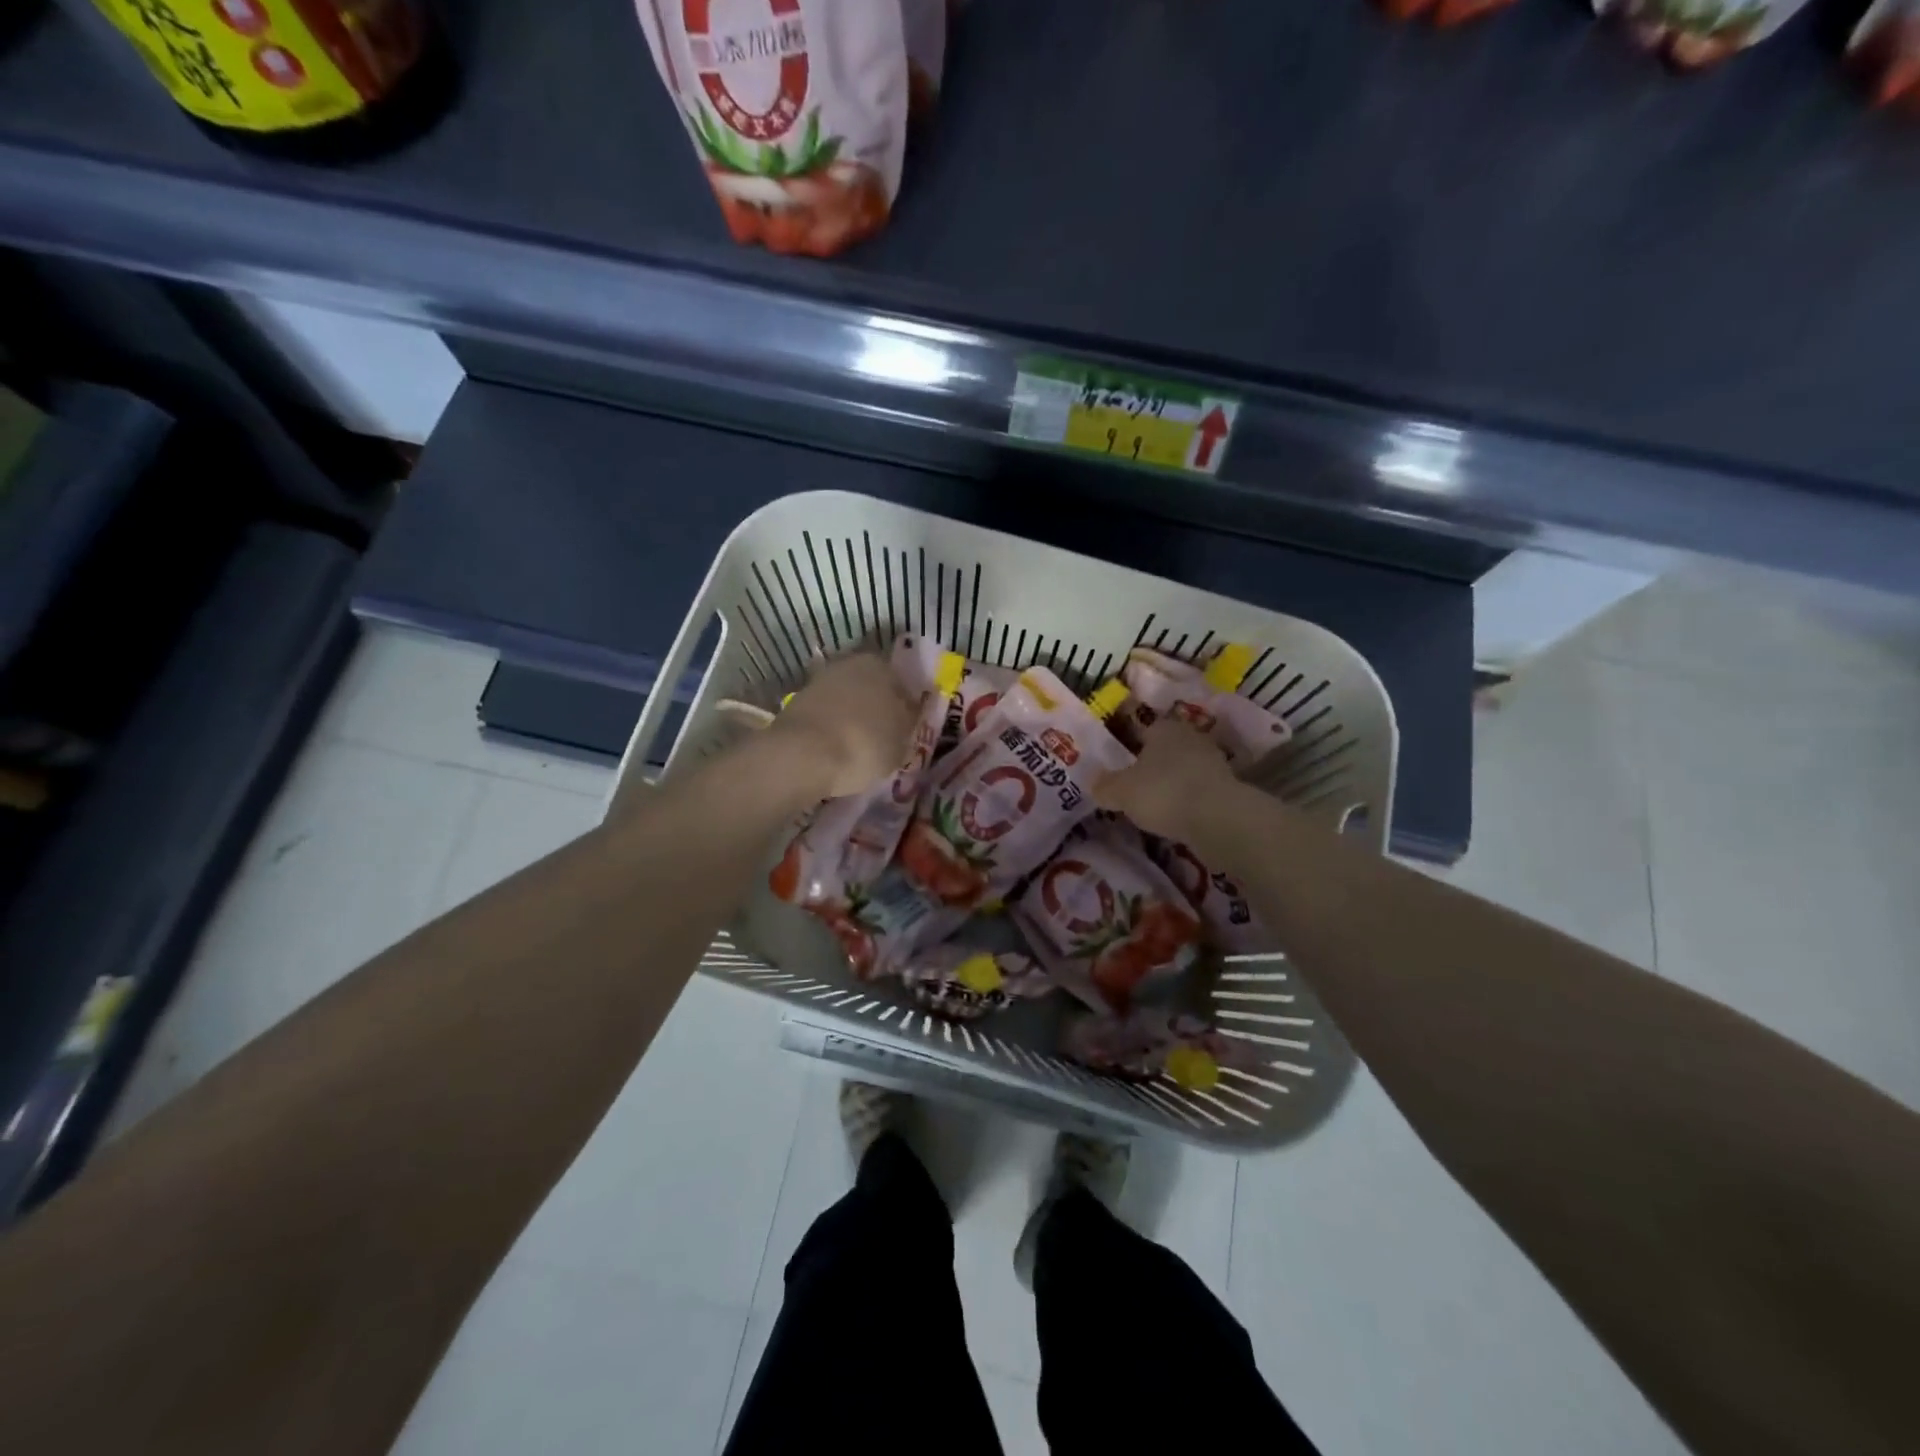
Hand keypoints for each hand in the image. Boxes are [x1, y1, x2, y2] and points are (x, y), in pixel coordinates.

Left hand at [769, 653, 917, 800]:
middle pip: (872, 689)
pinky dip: (833, 728)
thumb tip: (906, 720)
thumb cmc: (864, 744)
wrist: (803, 755)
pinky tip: (836, 749)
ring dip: (853, 718)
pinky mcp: (797, 702)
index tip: (907, 731)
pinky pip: (827, 715)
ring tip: (859, 748)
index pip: (903, 686)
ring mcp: (820, 681)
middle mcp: (850, 664)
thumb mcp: (901, 743)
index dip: (907, 709)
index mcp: (882, 666)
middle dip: (878, 710)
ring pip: (847, 701)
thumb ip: (907, 727)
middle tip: (884, 739)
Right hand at [1093, 717, 1238, 841]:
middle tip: (1136, 785)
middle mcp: (1190, 737)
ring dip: (1173, 782)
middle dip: (1153, 764)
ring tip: (1156, 804)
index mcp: (1163, 728)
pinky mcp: (1229, 786)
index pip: (1143, 729)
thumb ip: (1104, 786)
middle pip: (1166, 749)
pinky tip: (1177, 815)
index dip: (1129, 746)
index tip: (1120, 766)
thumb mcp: (1120, 792)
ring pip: (1184, 768)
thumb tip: (1094, 783)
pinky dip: (1188, 799)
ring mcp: (1214, 761)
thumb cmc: (1163, 792)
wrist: (1218, 818)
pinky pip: (1199, 788)